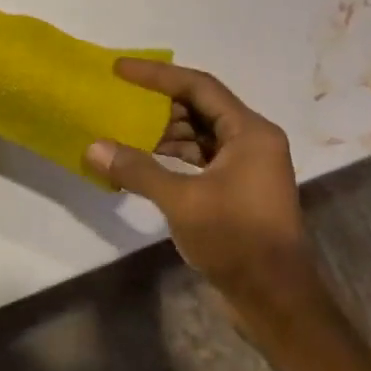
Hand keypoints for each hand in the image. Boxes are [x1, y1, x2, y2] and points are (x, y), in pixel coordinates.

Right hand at [83, 60, 308, 311]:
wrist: (276, 300)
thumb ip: (138, 170)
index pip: (199, 86)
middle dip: (158, 104)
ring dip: (164, 132)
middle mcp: (252, 140)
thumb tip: (94, 147)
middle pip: (200, 107)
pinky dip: (174, 156)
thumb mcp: (182, 201)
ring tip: (125, 132)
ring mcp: (247, 166)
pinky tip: (144, 163)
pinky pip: (201, 158)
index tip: (121, 69)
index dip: (157, 75)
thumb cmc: (236, 239)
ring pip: (199, 134)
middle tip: (120, 100)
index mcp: (249, 132)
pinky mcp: (238, 189)